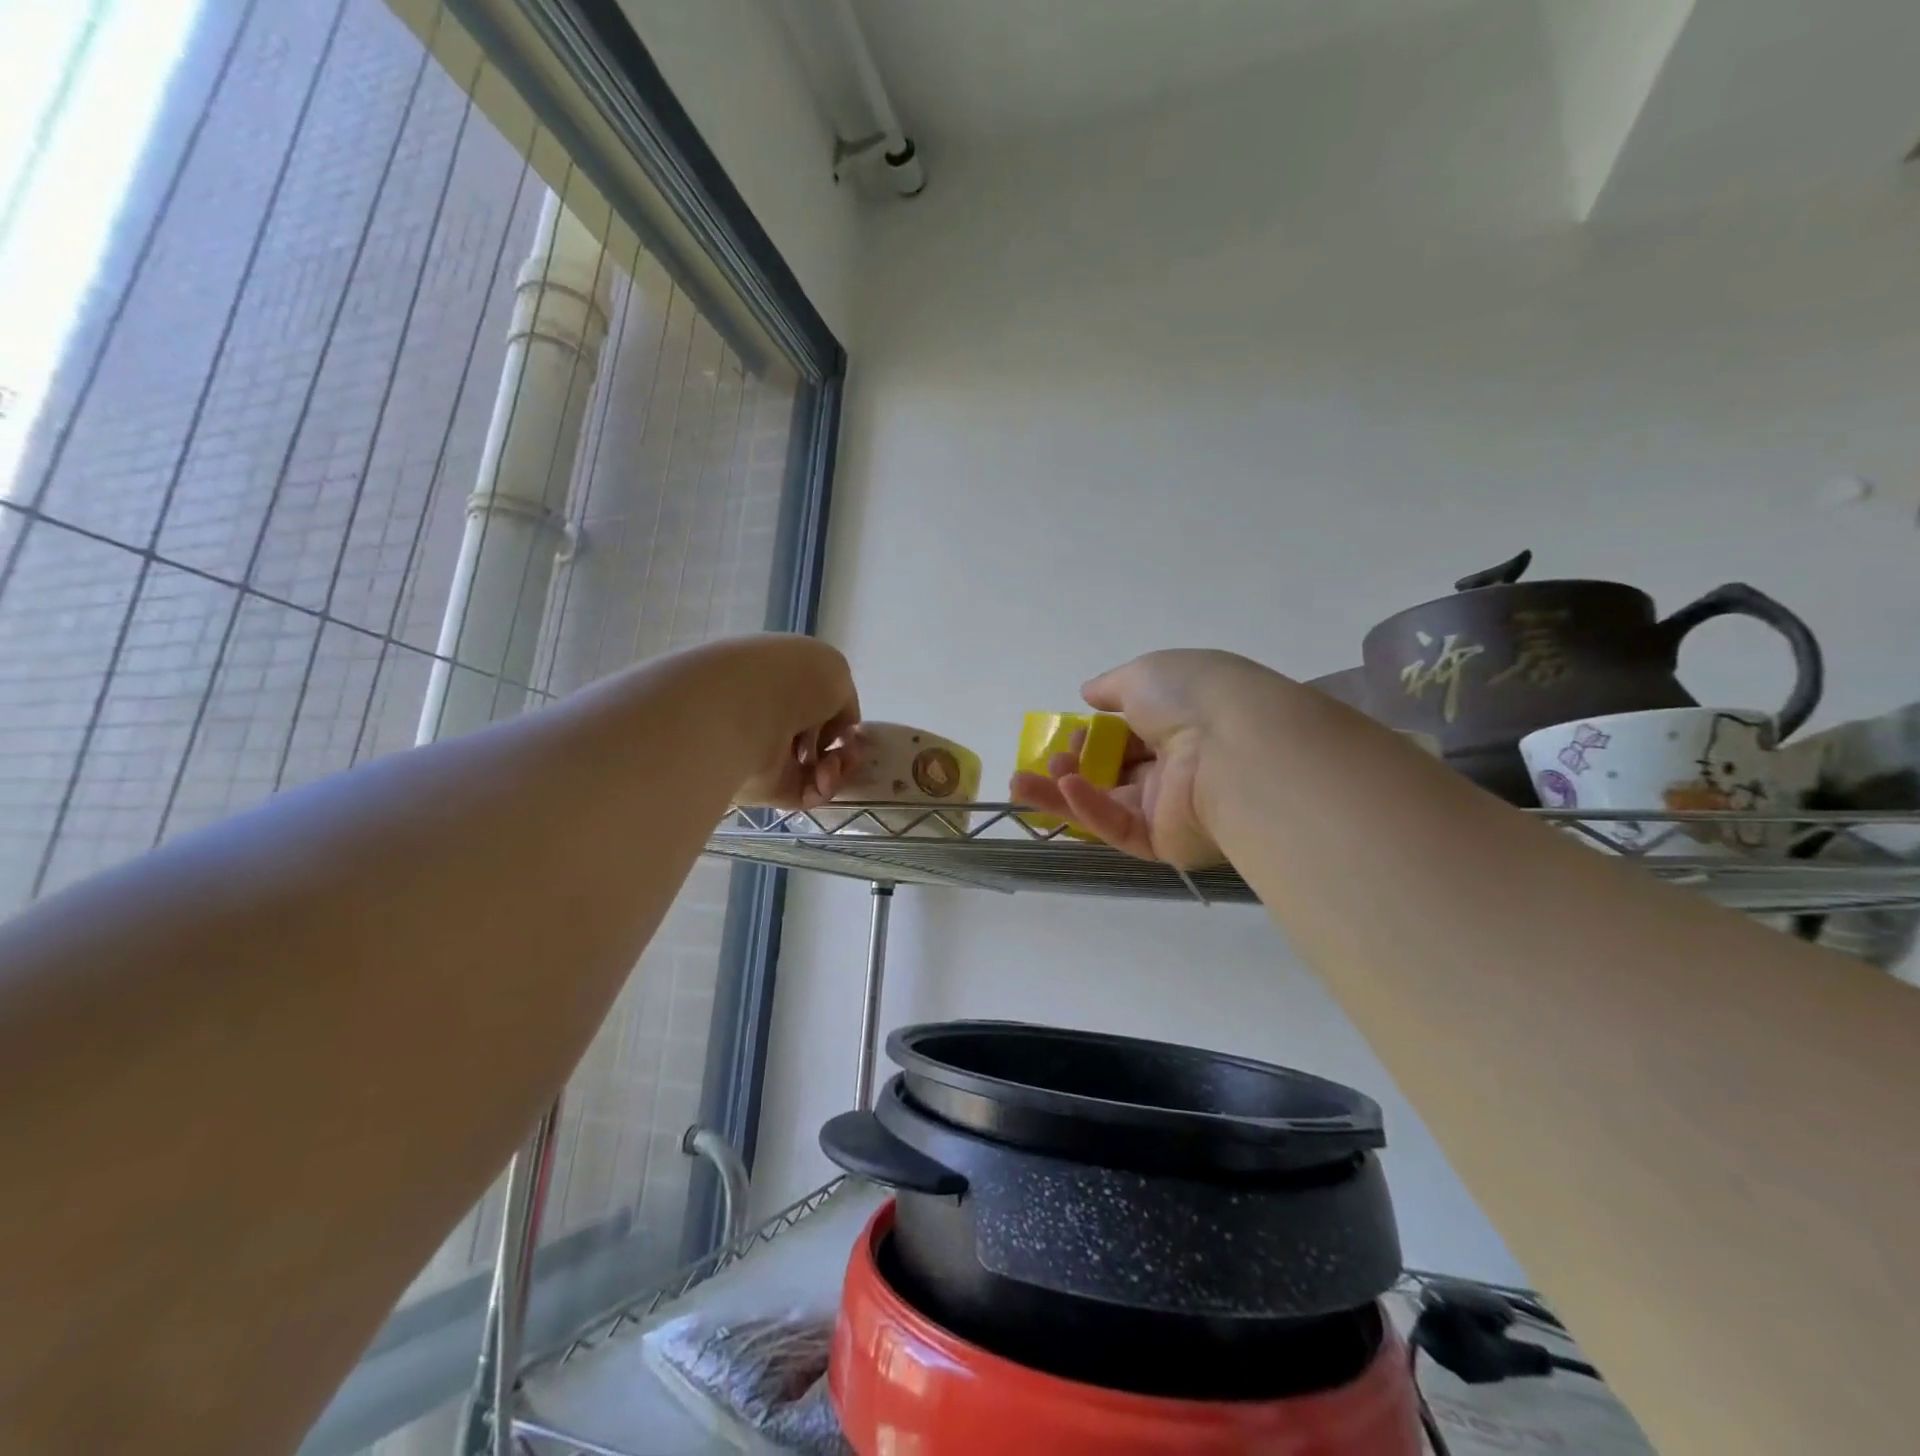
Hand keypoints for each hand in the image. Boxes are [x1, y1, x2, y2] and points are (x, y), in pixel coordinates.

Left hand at [707, 636, 864, 808]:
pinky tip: (825, 775)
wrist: (746, 707)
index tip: (850, 726)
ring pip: (813, 771)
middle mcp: (770, 718)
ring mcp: (765, 754)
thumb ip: (843, 701)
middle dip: (841, 748)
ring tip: (835, 762)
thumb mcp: (836, 672)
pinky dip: (823, 788)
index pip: (814, 706)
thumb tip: (838, 729)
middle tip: (849, 750)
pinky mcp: (764, 787)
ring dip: (836, 769)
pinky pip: (804, 794)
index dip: (838, 718)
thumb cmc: (792, 678)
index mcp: (780, 683)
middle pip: (814, 741)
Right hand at [1009, 649, 1285, 867]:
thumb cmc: (1193, 699)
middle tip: (1048, 758)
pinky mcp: (1165, 841)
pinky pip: (1119, 826)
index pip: (1129, 734)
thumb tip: (1088, 692)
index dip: (1094, 734)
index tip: (1071, 731)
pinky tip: (1063, 789)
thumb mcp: (1144, 673)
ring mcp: (1171, 807)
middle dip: (1074, 764)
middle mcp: (1176, 766)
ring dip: (1062, 792)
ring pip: (1106, 804)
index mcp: (1179, 722)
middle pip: (1113, 771)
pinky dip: (1088, 808)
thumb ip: (1111, 686)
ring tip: (1021, 782)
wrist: (1238, 748)